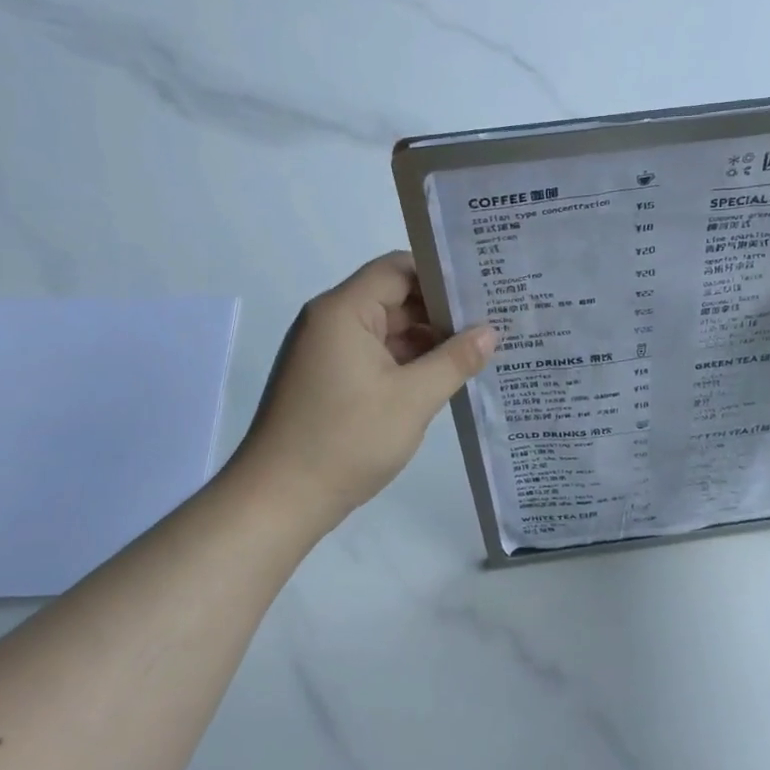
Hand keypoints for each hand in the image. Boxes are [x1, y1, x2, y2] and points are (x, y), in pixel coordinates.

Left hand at [228, 253, 494, 528]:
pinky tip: (443, 378)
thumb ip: (455, 360)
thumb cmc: (346, 440)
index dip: (441, 276)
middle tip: (491, 322)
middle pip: (393, 298)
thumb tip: (490, 331)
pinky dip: (406, 363)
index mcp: (344, 311)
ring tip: (477, 351)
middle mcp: (330, 322)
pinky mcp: (328, 380)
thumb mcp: (413, 399)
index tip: (482, 290)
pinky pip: (374, 357)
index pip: (397, 269)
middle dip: (440, 311)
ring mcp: (326, 353)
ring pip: (386, 330)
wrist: (278, 501)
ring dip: (426, 341)